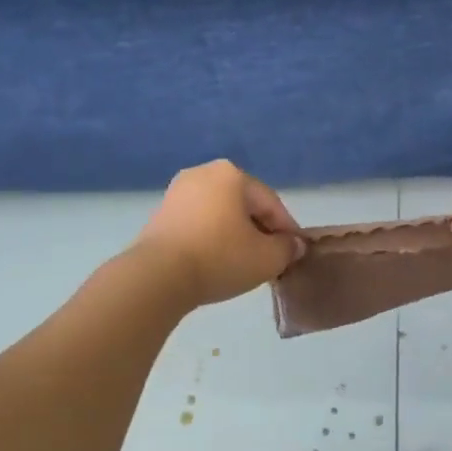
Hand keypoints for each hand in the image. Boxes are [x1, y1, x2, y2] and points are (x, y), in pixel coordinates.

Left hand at [132, 160, 304, 307]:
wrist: (157, 277)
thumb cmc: (219, 258)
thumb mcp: (267, 258)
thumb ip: (287, 248)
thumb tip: (294, 245)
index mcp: (232, 174)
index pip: (271, 203)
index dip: (287, 230)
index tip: (294, 253)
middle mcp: (203, 173)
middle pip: (244, 205)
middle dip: (259, 230)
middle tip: (269, 259)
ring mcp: (177, 192)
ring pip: (220, 214)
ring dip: (235, 235)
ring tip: (243, 263)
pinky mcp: (159, 214)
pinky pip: (198, 224)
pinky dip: (211, 239)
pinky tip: (215, 262)